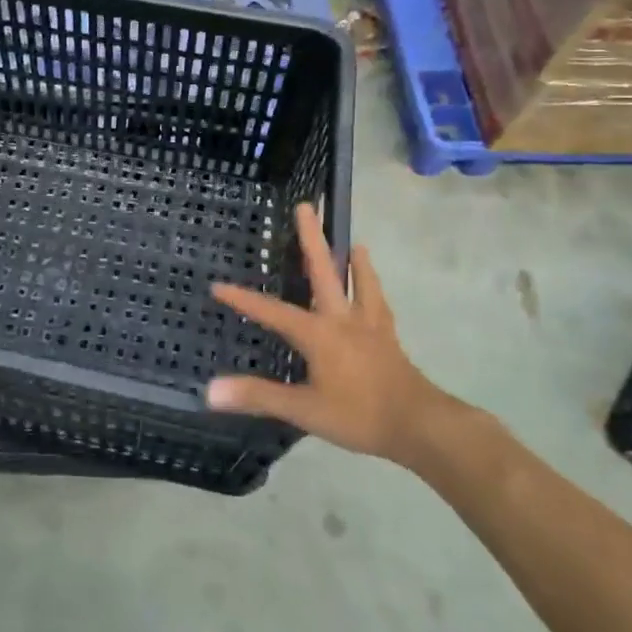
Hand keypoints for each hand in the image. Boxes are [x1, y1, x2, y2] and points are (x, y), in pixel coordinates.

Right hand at [206, 203, 462, 463]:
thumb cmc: (359, 416)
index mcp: (319, 333)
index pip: (273, 312)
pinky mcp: (388, 337)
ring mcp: (369, 325)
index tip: (219, 285)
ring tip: (353, 242)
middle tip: (305, 206)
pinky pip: (378, 304)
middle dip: (311, 238)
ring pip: (359, 282)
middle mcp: (343, 319)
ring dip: (354, 261)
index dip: (244, 300)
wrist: (420, 425)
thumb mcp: (304, 410)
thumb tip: (211, 390)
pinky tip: (374, 288)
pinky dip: (373, 288)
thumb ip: (259, 396)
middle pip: (324, 271)